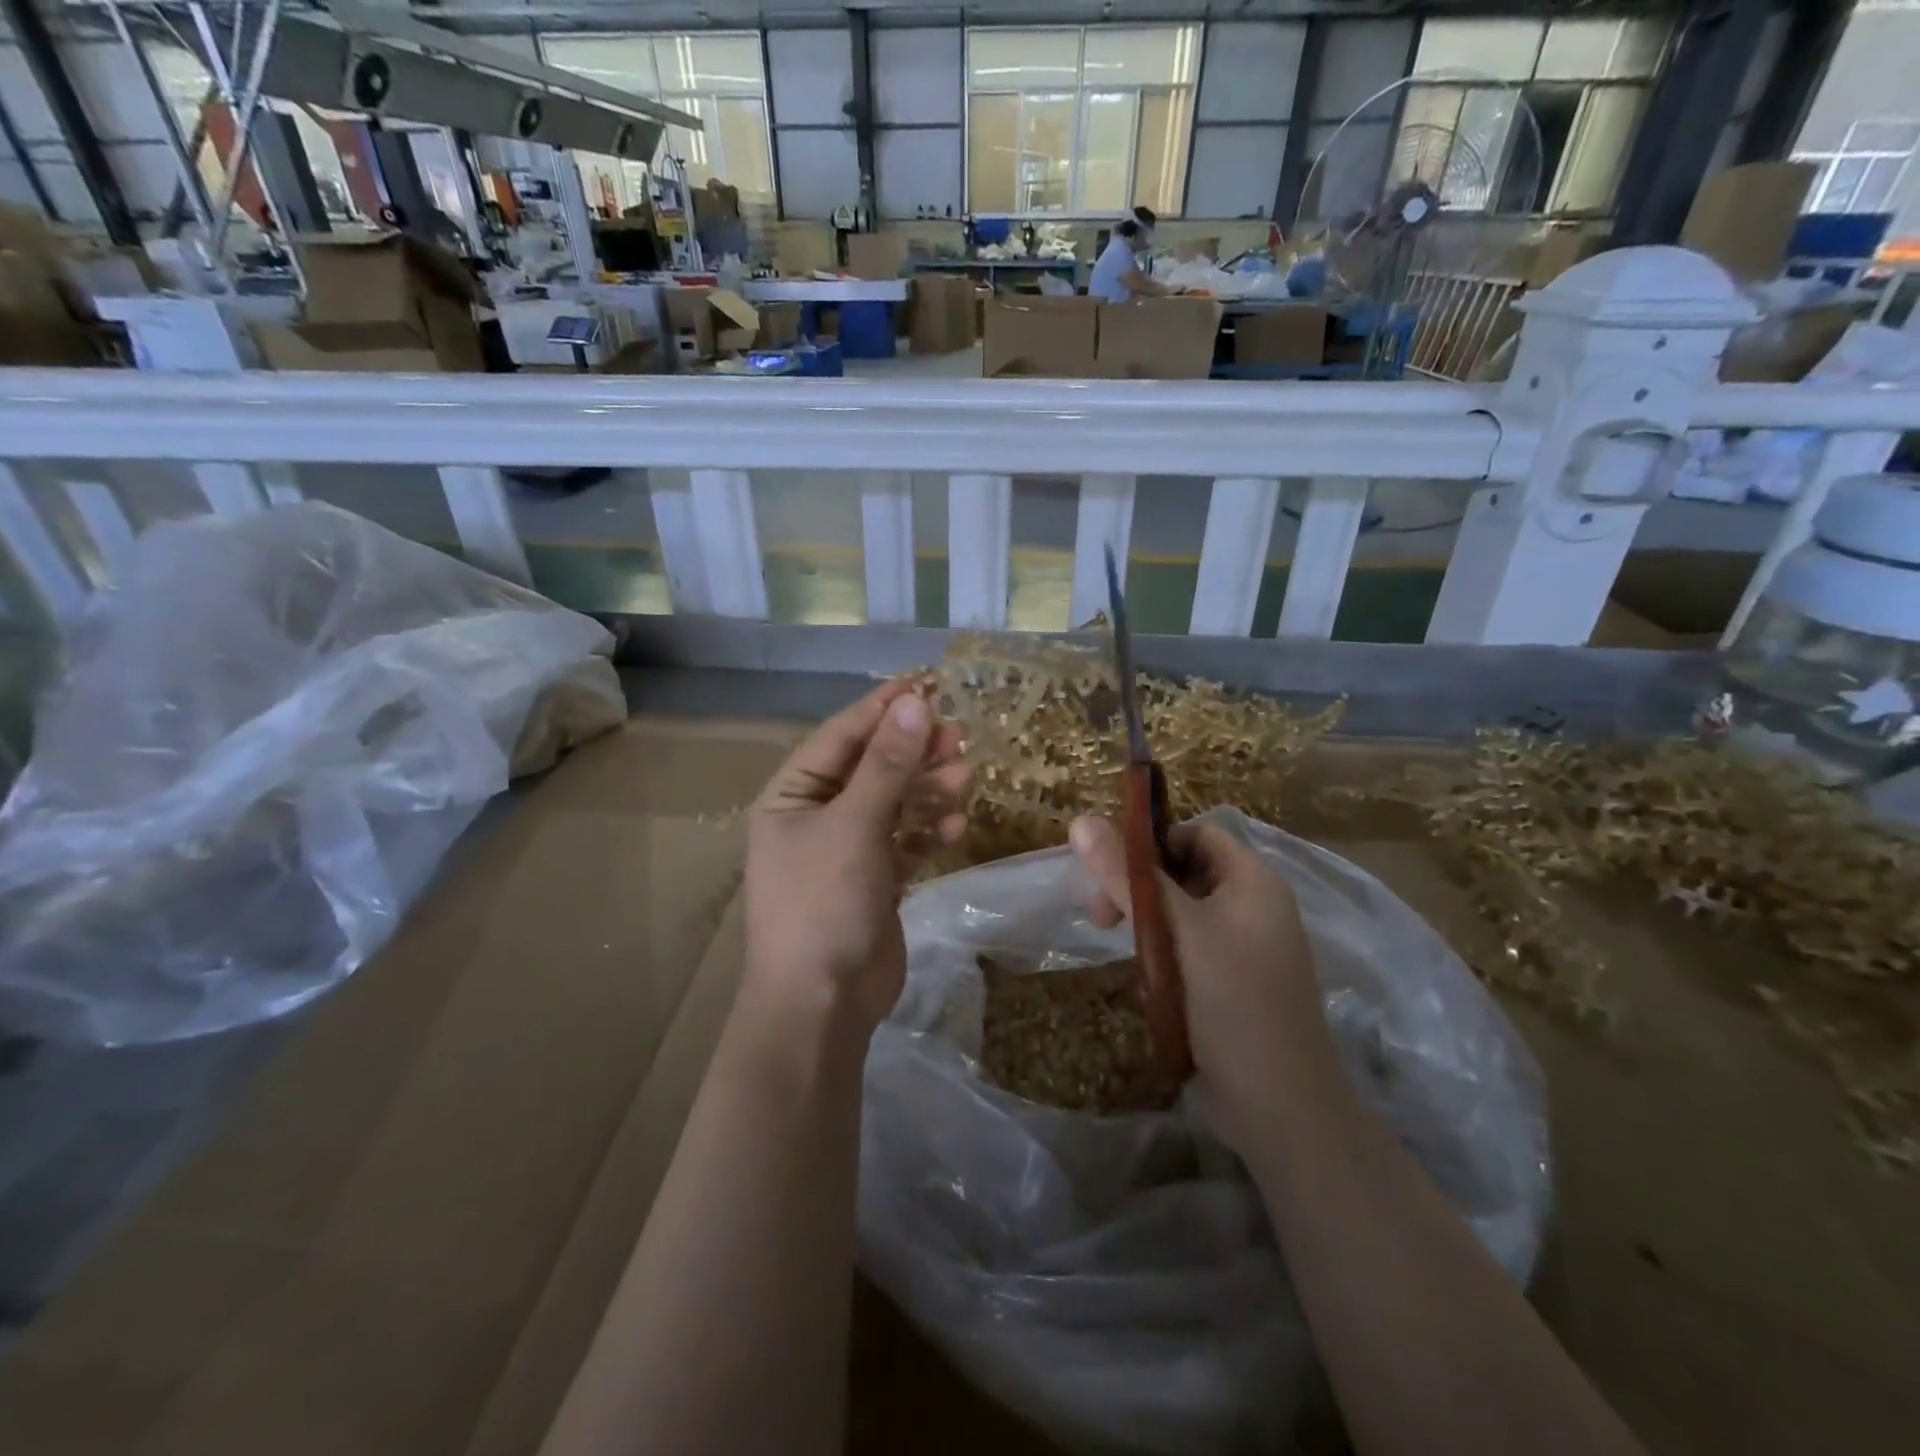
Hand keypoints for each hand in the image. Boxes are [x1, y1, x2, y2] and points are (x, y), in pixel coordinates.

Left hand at [743, 682, 968, 1038]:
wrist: (821, 1005)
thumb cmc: (824, 904)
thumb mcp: (855, 826)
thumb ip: (887, 765)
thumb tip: (915, 703)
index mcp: (791, 796)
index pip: (840, 737)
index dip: (881, 710)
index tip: (924, 684)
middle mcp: (814, 817)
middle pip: (870, 768)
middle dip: (912, 751)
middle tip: (957, 734)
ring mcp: (845, 851)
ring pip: (892, 804)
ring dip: (926, 790)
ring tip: (965, 776)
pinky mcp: (873, 880)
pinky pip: (903, 842)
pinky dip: (927, 832)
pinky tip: (955, 827)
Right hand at [1068, 815, 1338, 1151]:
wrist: (1280, 1108)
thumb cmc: (1232, 1002)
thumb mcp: (1174, 930)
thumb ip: (1126, 876)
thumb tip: (1080, 820)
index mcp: (1253, 881)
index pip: (1195, 834)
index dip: (1150, 843)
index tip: (1108, 870)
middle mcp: (1253, 907)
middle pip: (1184, 873)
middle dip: (1139, 889)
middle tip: (1101, 918)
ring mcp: (1245, 949)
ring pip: (1181, 916)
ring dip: (1147, 928)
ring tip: (1126, 956)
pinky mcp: (1232, 985)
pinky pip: (1188, 952)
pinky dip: (1162, 958)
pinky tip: (1148, 984)